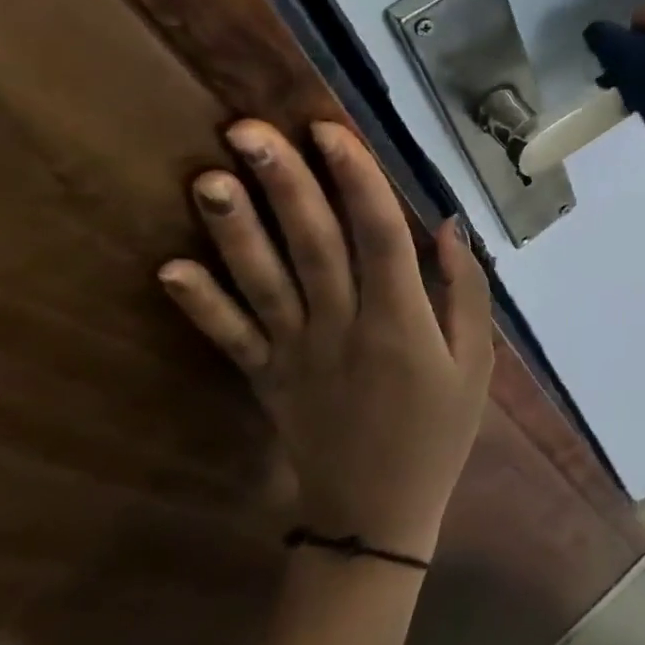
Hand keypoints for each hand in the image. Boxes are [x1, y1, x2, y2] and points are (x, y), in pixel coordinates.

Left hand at [158, 119, 492, 560]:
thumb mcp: (476, 362)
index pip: (378, 235)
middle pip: (313, 244)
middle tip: (248, 129)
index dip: (356, 179)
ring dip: (234, 230)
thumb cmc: (438, 431)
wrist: (377, 515)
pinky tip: (168, 268)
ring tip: (208, 178)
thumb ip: (465, 292)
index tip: (329, 130)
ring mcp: (295, 354)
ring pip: (263, 282)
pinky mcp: (264, 379)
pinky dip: (199, 304)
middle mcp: (342, 327)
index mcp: (400, 321)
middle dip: (284, 184)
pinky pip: (229, 338)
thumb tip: (448, 225)